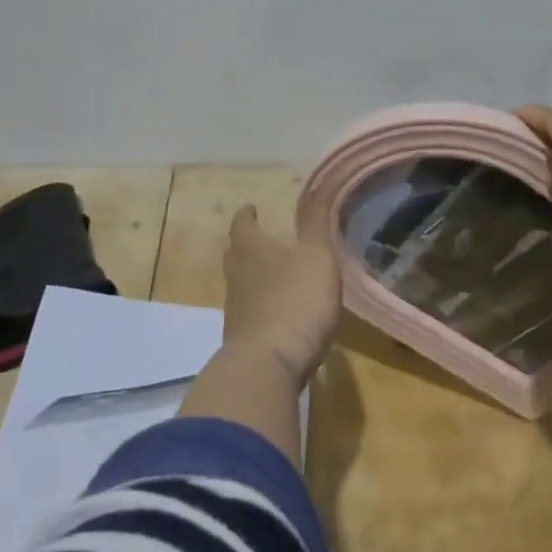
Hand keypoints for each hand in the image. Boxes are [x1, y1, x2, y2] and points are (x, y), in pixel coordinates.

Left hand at [221, 205, 341, 383]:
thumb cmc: (297, 300)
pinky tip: (275, 312)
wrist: (270, 364)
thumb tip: (315, 187)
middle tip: (258, 239)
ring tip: (270, 274)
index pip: (242, 225)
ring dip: (251, 276)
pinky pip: (247, 313)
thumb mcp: (317, 257)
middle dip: (245, 244)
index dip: (247, 215)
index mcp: (251, 250)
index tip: (251, 208)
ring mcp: (235, 310)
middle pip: (235, 254)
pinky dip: (258, 306)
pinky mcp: (241, 339)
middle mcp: (236, 276)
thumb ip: (315, 224)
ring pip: (238, 284)